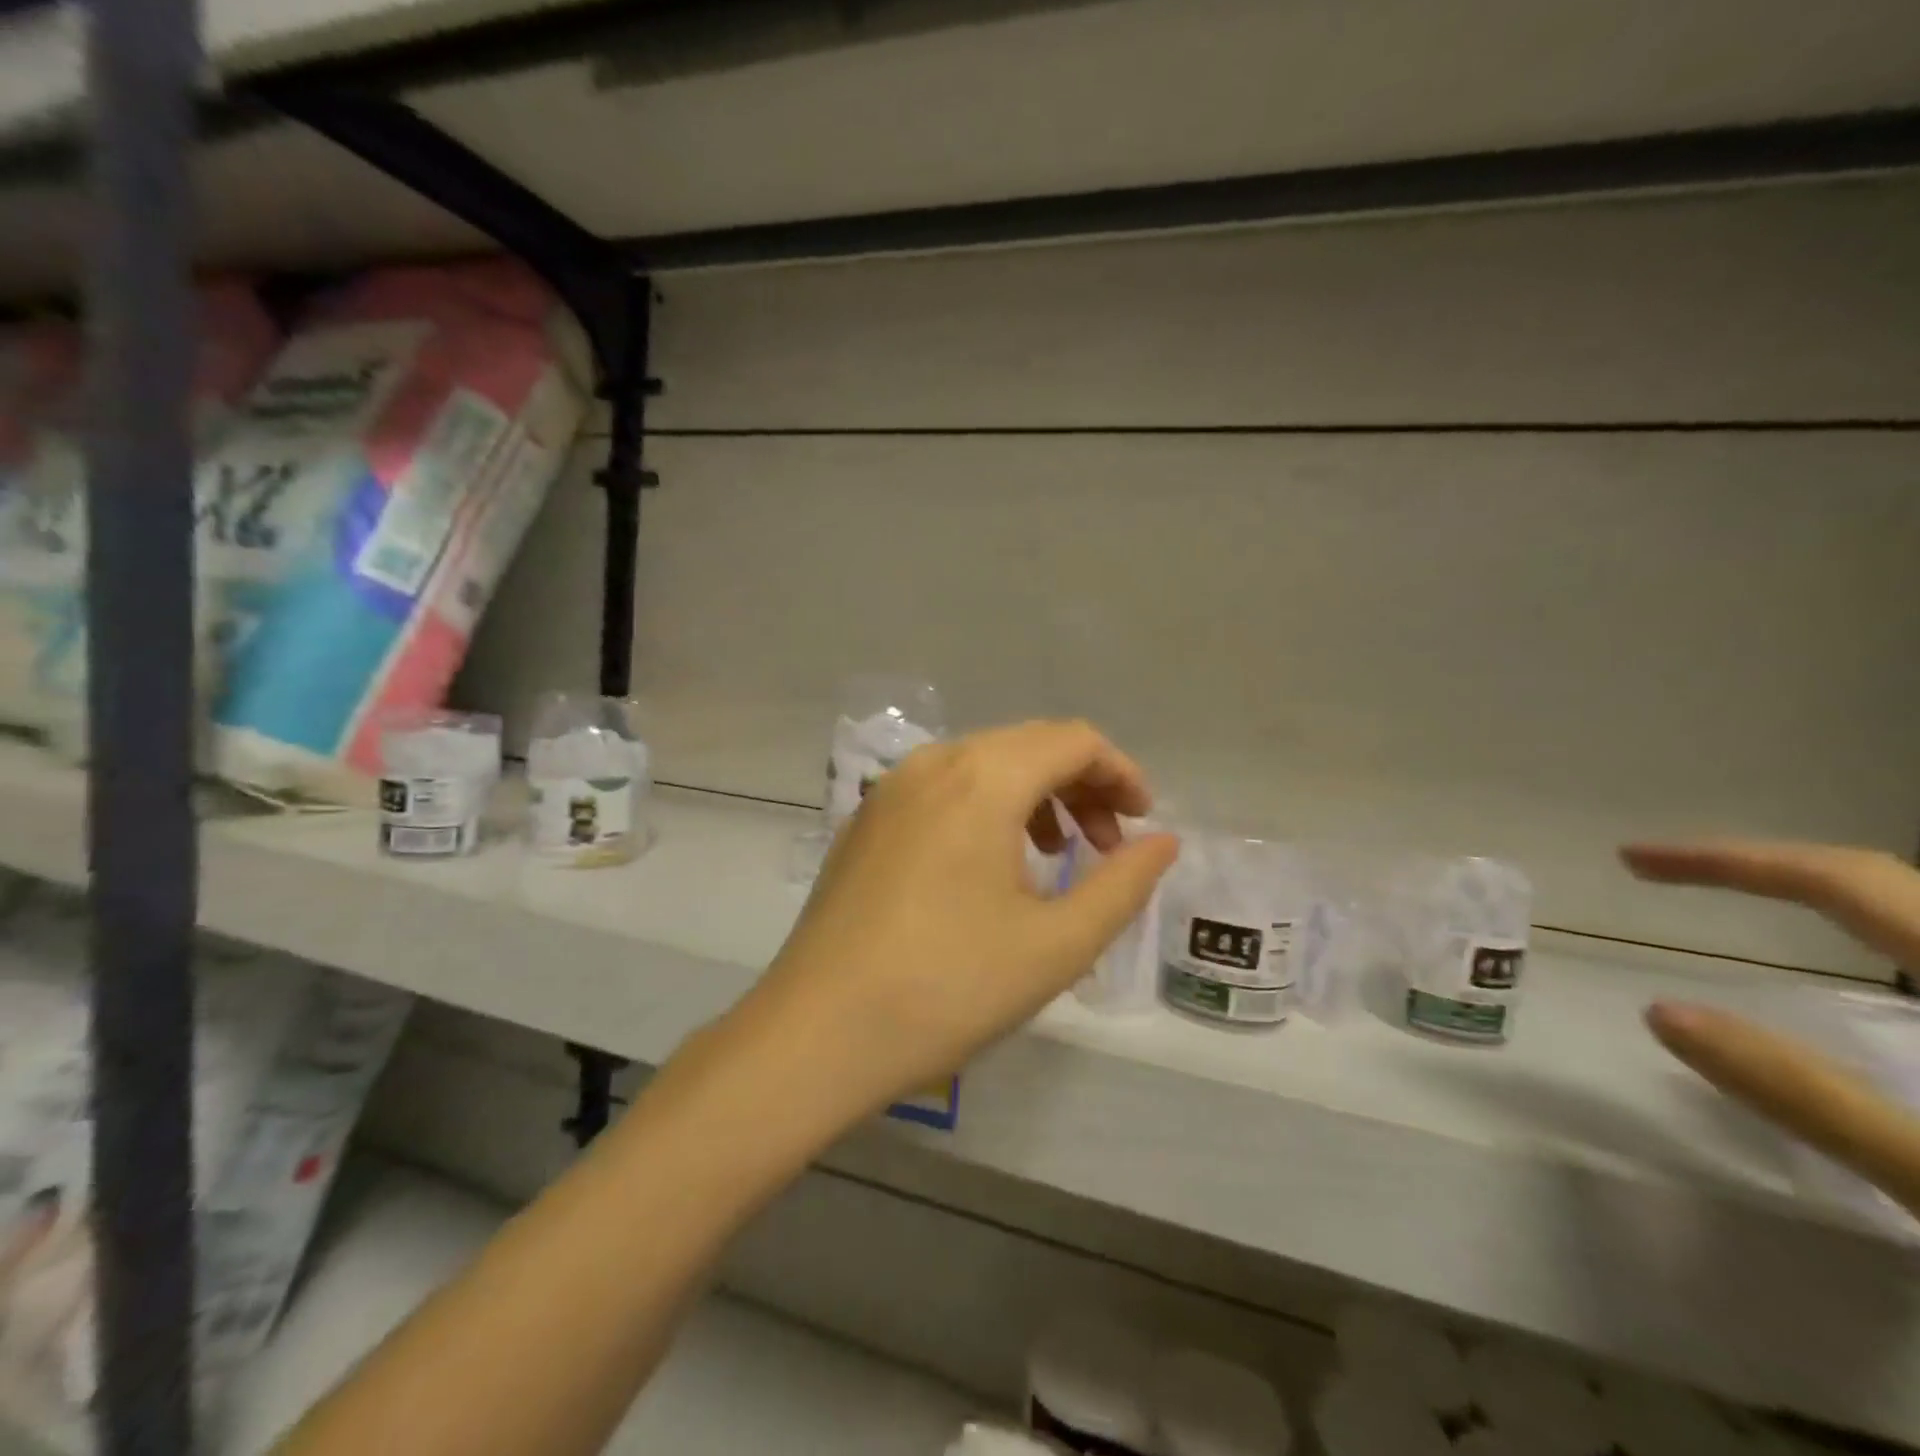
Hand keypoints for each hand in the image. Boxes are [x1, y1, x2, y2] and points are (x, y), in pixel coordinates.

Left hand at [738, 720, 1178, 1120]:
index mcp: (982, 778)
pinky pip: (943, 790)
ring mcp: (889, 790)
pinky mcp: (865, 821)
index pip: (1072, 740)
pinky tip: (991, 867)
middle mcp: (932, 763)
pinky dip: (986, 809)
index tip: (1143, 823)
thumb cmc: (948, 988)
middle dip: (1081, 785)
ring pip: (983, 765)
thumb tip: (1163, 841)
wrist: (816, 1033)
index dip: (1120, 773)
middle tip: (1108, 845)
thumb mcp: (1057, 944)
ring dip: (1034, 796)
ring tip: (1056, 855)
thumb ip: (1123, 884)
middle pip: (1027, 745)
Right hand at [1623, 840, 1919, 1216]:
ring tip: (1748, 900)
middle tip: (1672, 875)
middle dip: (1769, 868)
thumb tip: (1665, 1014)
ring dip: (1826, 898)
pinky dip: (1881, 940)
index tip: (1635, 859)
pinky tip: (1858, 969)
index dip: (1731, 861)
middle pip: (1886, 884)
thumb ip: (1810, 1097)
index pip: (1847, 882)